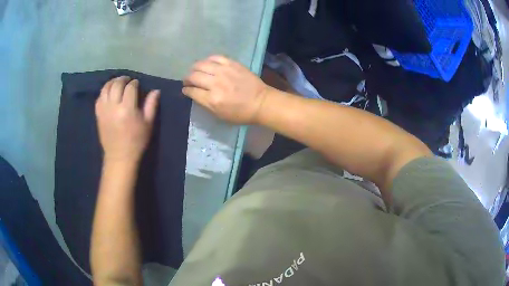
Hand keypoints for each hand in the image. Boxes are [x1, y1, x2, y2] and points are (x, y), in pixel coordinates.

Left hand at [95, 76, 159, 163]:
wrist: (119, 157)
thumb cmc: (136, 141)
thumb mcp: (148, 124)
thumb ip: (151, 105)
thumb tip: (155, 90)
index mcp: (127, 109)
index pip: (130, 87)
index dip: (135, 83)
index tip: (138, 84)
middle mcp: (114, 106)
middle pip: (117, 84)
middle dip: (123, 79)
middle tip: (128, 80)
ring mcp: (104, 110)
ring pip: (106, 88)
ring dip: (112, 82)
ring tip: (117, 83)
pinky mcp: (98, 115)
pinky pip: (99, 97)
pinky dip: (104, 92)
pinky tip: (109, 93)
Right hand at [182, 55, 269, 123]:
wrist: (260, 102)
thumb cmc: (240, 113)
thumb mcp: (219, 115)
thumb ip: (204, 103)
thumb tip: (193, 93)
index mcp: (212, 99)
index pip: (192, 91)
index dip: (186, 90)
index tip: (185, 89)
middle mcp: (215, 83)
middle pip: (194, 76)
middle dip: (187, 78)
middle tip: (188, 80)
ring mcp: (224, 71)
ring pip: (201, 64)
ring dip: (195, 68)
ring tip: (195, 71)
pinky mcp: (232, 63)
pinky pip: (215, 57)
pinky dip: (208, 60)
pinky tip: (208, 64)